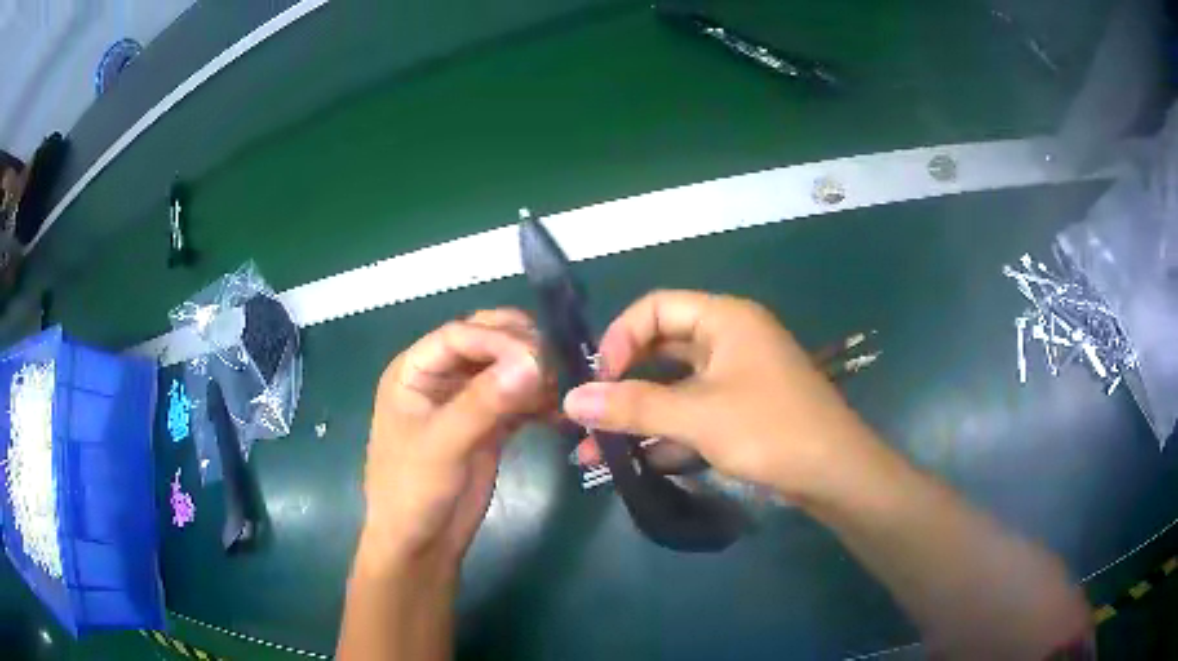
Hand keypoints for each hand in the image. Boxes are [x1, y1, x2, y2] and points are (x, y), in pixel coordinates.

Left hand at [359, 309, 547, 571]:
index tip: (539, 357)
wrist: (422, 545)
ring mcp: (467, 401)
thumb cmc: (413, 491)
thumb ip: (484, 402)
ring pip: (508, 370)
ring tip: (567, 391)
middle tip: (559, 366)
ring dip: (536, 376)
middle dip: (522, 350)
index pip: (460, 335)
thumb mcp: (443, 444)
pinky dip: (540, 402)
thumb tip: (534, 362)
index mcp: (415, 371)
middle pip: (487, 344)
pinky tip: (562, 413)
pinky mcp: (490, 425)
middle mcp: (441, 377)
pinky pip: (519, 400)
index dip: (499, 340)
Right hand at [563, 290, 872, 497]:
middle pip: (661, 351)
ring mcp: (735, 380)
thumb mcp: (698, 416)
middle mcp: (728, 341)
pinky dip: (665, 435)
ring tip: (596, 451)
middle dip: (622, 385)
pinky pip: (692, 415)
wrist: (835, 475)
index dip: (620, 338)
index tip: (598, 379)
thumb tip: (571, 399)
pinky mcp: (740, 413)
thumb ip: (634, 406)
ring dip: (638, 418)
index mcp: (724, 320)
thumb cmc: (770, 430)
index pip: (655, 308)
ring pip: (674, 390)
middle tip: (588, 416)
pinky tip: (636, 464)